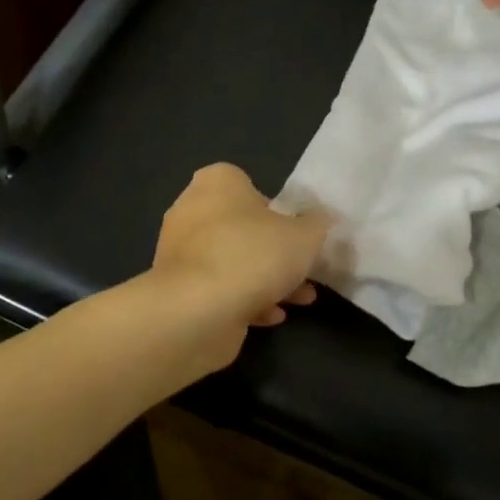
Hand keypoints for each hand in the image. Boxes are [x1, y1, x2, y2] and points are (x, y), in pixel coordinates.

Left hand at [150, 164, 331, 366]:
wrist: (199, 311)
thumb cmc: (253, 255)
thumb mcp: (304, 236)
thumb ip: (316, 225)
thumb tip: (320, 220)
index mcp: (216, 183)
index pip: (246, 184)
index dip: (274, 207)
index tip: (294, 230)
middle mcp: (191, 210)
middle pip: (240, 226)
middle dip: (274, 250)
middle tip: (303, 268)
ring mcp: (180, 252)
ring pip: (232, 261)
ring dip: (265, 279)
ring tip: (301, 299)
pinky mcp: (179, 289)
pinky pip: (219, 288)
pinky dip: (245, 299)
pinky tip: (271, 316)